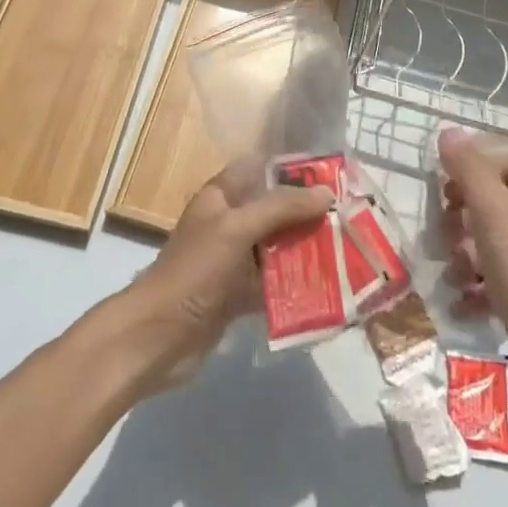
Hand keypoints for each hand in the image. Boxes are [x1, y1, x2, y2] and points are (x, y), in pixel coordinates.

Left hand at [112, 159, 332, 395]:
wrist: (159, 336)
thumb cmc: (196, 270)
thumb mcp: (237, 228)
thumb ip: (281, 208)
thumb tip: (326, 193)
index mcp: (220, 197)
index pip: (258, 170)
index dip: (290, 170)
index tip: (328, 175)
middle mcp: (228, 224)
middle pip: (273, 210)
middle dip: (306, 214)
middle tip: (348, 217)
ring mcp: (232, 262)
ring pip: (276, 248)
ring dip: (305, 250)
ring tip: (346, 251)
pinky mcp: (237, 296)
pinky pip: (272, 284)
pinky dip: (295, 285)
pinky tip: (326, 289)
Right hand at [439, 128, 507, 416]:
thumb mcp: (496, 217)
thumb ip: (470, 171)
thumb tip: (449, 130)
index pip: (504, 160)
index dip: (469, 172)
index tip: (442, 196)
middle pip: (497, 199)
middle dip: (463, 218)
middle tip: (445, 237)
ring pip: (495, 239)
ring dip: (467, 254)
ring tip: (456, 276)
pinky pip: (503, 275)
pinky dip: (480, 286)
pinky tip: (464, 303)